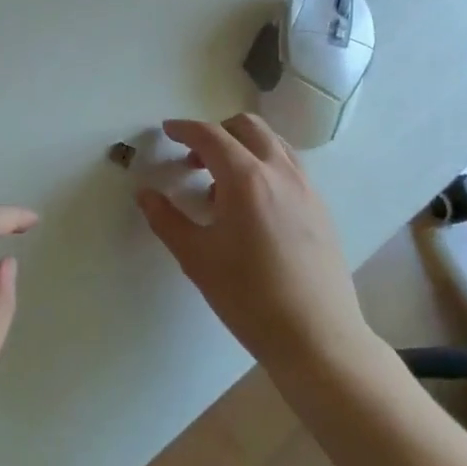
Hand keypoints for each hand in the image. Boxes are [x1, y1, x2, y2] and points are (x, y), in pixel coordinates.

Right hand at [137, 115, 382, 377]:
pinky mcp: (321, 208)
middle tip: (194, 158)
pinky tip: (252, 206)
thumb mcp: (196, 258)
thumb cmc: (249, 297)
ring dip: (243, 146)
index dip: (184, 129)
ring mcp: (306, 188)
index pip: (210, 136)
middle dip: (216, 132)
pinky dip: (265, 166)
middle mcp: (280, 172)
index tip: (167, 131)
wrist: (317, 338)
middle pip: (247, 127)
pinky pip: (289, 167)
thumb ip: (166, 219)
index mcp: (246, 179)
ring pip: (273, 143)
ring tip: (222, 182)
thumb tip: (145, 194)